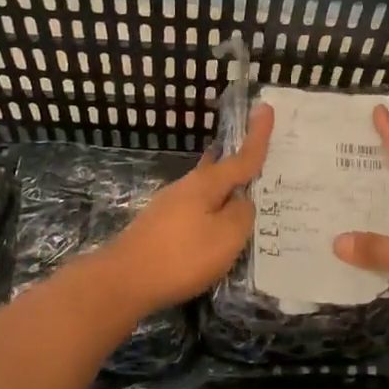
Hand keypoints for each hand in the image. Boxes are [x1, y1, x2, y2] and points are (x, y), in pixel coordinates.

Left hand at [101, 104, 274, 310]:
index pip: (241, 157)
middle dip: (238, 163)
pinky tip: (215, 225)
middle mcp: (186, 187)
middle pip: (219, 169)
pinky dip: (211, 210)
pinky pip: (196, 209)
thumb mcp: (226, 237)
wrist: (123, 281)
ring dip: (224, 190)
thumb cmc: (181, 256)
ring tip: (243, 196)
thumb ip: (242, 215)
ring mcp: (169, 206)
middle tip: (258, 156)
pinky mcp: (160, 226)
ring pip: (206, 190)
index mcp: (206, 184)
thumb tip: (242, 201)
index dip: (257, 136)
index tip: (266, 107)